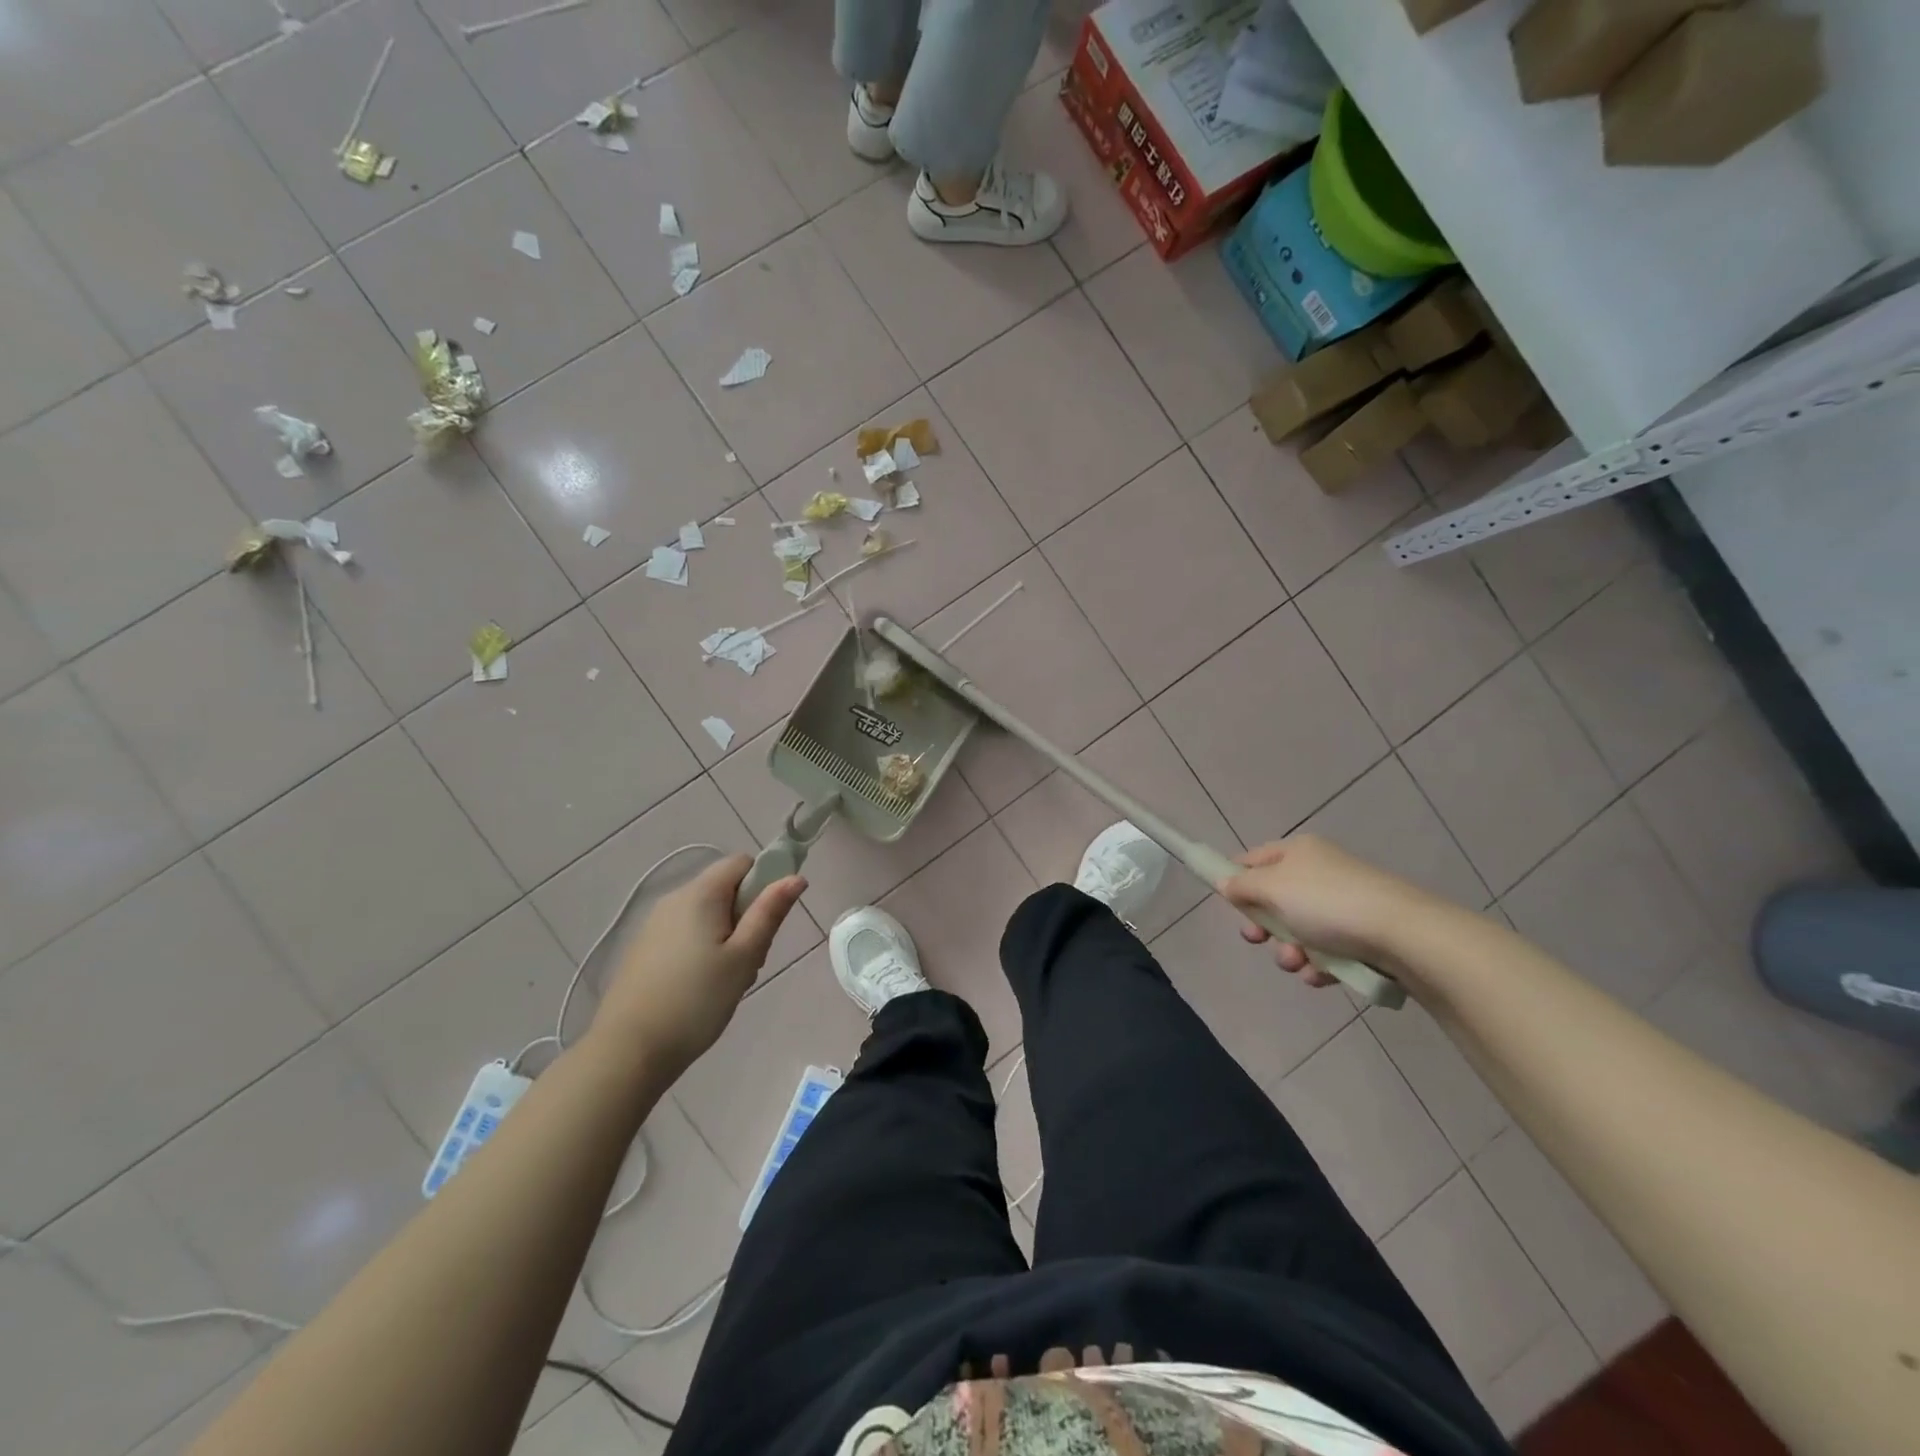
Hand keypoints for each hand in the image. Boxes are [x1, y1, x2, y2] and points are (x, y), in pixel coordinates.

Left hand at [588, 854, 805, 1075]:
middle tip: (750, 960)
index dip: (764, 882)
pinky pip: (685, 933)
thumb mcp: (744, 957)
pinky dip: (702, 949)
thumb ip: (770, 913)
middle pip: (724, 889)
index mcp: (700, 894)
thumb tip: (795, 877)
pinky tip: (701, 987)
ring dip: (726, 936)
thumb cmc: (696, 1001)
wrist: (628, 1050)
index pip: (741, 862)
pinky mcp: (644, 948)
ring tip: (727, 980)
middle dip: (746, 916)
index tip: (767, 922)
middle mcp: (674, 899)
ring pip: (706, 914)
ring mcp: (655, 924)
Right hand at [1222, 835, 1443, 987]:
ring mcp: (1342, 905)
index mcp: (1298, 852)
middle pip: (1273, 900)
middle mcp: (1319, 873)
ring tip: (1298, 963)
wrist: (1404, 935)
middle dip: (1263, 927)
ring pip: (1298, 931)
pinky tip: (1322, 975)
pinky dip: (1318, 965)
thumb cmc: (1328, 903)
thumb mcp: (1273, 888)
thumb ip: (1242, 885)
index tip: (1227, 904)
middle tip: (1258, 939)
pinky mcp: (1362, 936)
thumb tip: (1225, 883)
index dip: (1236, 879)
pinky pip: (1326, 952)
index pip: (1253, 859)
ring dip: (1289, 951)